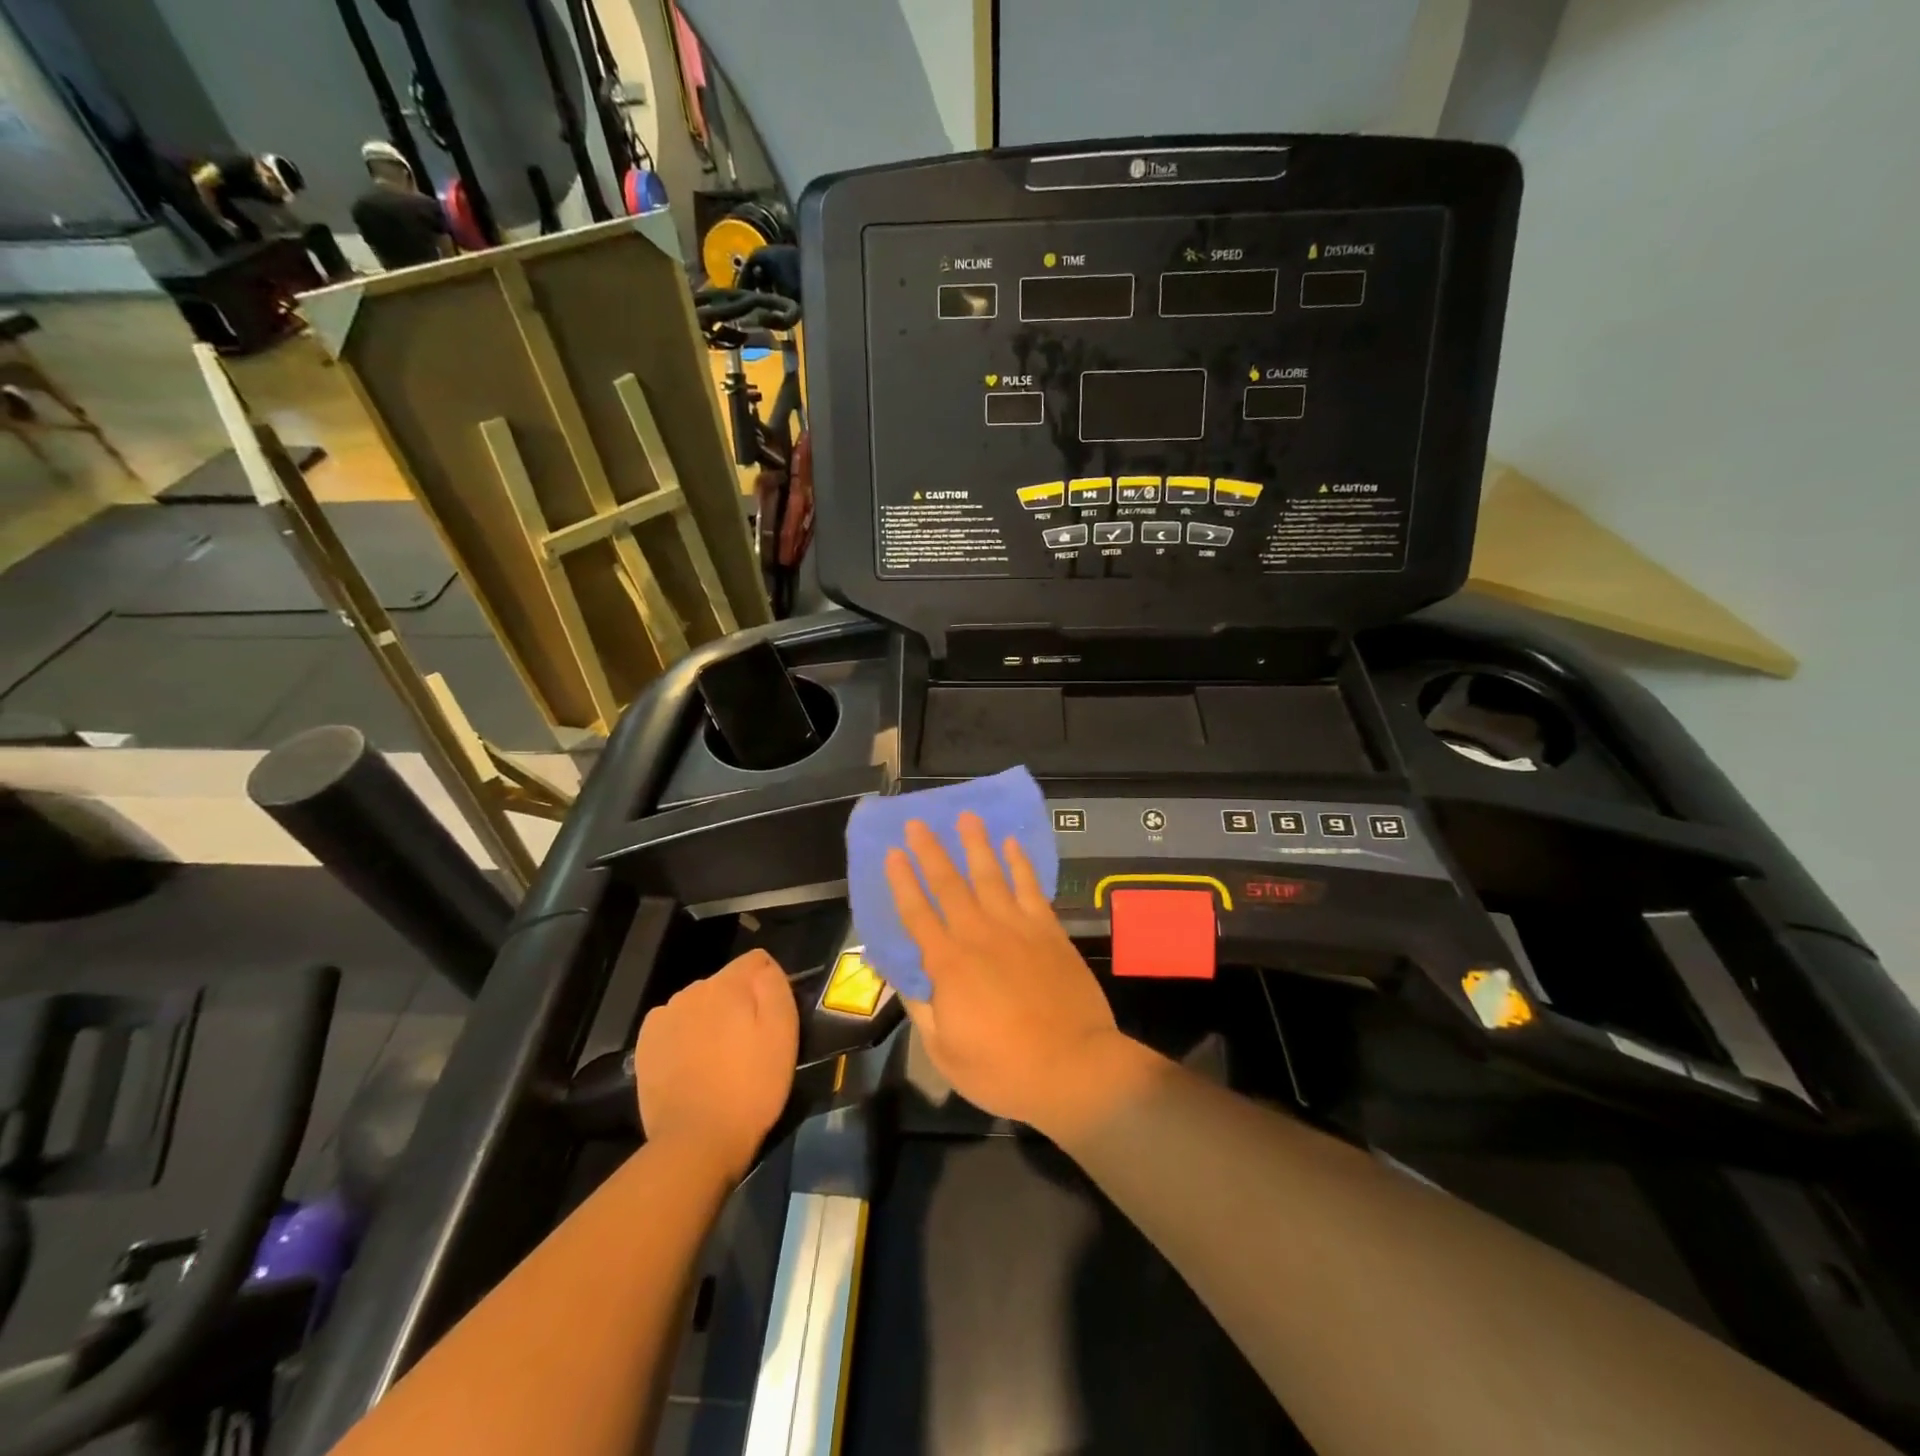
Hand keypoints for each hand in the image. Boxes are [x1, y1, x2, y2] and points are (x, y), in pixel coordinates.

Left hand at [633, 949, 797, 1179]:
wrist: (696, 1141)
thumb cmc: (751, 1087)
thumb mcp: (783, 1034)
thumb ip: (775, 987)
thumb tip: (764, 967)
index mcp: (728, 984)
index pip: (756, 960)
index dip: (768, 985)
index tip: (772, 1018)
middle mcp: (692, 990)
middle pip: (725, 983)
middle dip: (738, 1003)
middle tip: (748, 1045)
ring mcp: (664, 1016)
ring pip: (698, 1004)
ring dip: (710, 1020)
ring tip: (719, 1060)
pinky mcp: (645, 1044)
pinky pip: (675, 1025)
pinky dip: (685, 1037)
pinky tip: (692, 1066)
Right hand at [885, 812, 1143, 1132]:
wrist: (1073, 1067)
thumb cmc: (1002, 1068)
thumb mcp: (945, 1051)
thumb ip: (922, 1007)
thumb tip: (903, 976)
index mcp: (947, 964)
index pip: (917, 913)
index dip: (902, 882)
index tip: (892, 854)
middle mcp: (978, 935)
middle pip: (949, 884)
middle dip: (931, 851)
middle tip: (917, 822)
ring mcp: (1017, 928)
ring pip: (991, 876)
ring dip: (976, 845)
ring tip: (966, 817)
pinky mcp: (1048, 931)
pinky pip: (1031, 888)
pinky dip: (1020, 864)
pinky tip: (1012, 845)